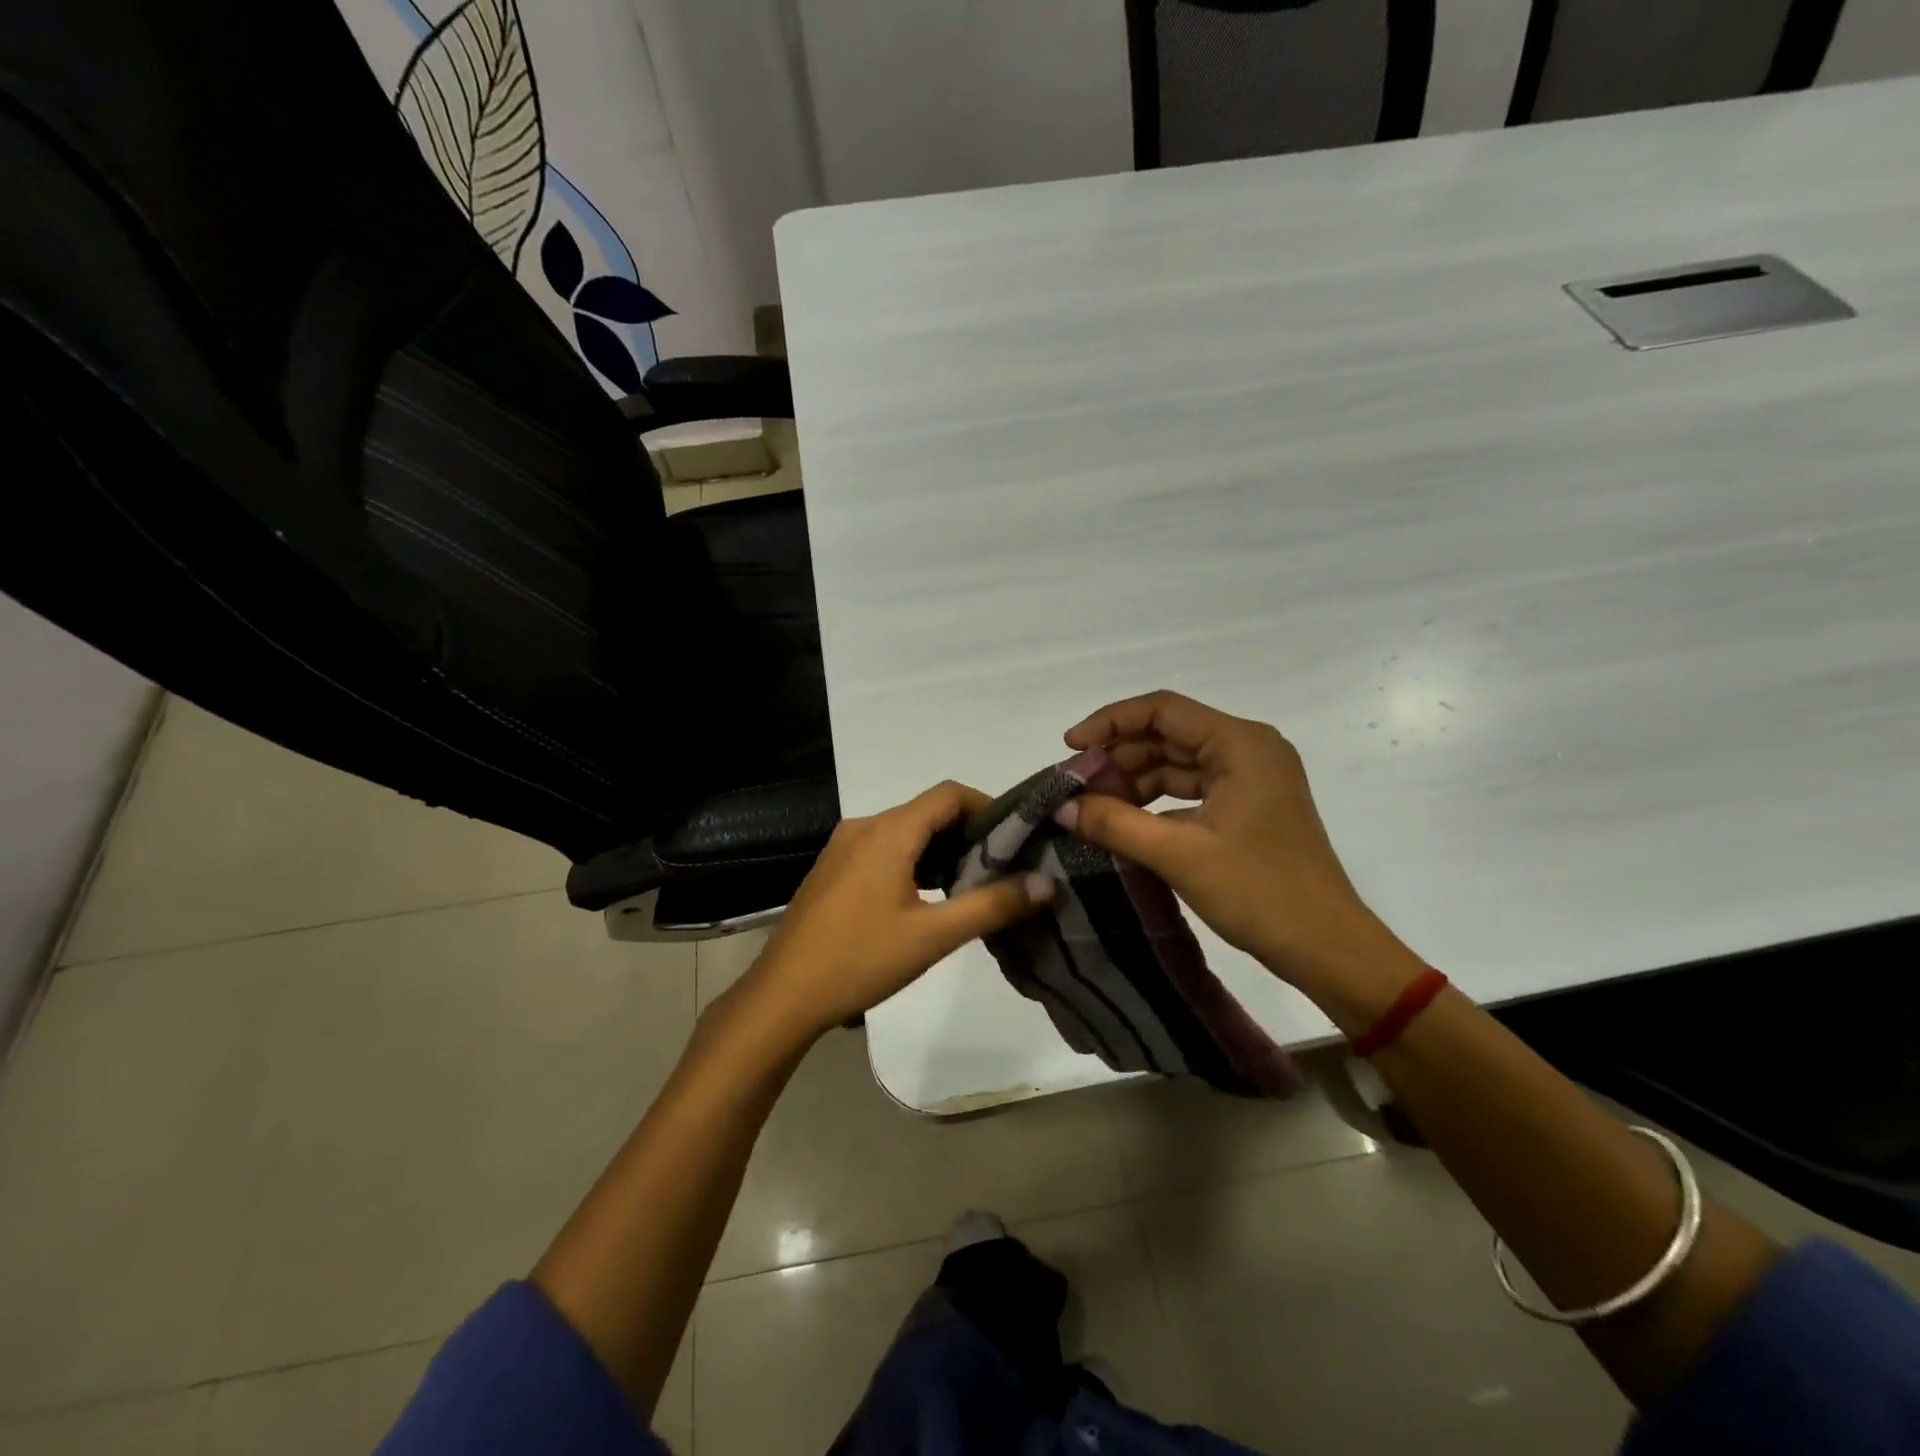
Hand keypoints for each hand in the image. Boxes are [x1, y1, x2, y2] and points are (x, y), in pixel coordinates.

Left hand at [736, 782, 1053, 1040]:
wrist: (783, 996)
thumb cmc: (860, 959)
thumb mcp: (933, 936)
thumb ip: (992, 905)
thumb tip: (1046, 884)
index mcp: (888, 831)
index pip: (949, 794)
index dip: (988, 807)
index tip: (1016, 838)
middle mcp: (864, 827)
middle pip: (928, 812)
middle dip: (968, 833)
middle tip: (1002, 868)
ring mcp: (843, 847)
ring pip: (906, 832)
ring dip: (941, 850)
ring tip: (972, 886)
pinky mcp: (834, 869)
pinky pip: (884, 849)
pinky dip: (914, 862)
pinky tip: (928, 898)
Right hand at [1060, 691, 1414, 994]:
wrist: (1327, 947)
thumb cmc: (1260, 893)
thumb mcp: (1179, 856)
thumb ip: (1115, 823)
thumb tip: (1061, 806)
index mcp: (1241, 744)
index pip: (1163, 710)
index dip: (1111, 722)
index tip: (1070, 747)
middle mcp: (1248, 748)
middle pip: (1169, 733)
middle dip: (1119, 756)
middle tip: (1076, 785)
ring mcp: (1251, 776)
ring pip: (1177, 762)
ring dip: (1135, 780)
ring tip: (1092, 806)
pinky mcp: (1248, 804)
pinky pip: (1191, 788)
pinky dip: (1156, 800)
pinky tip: (1124, 820)